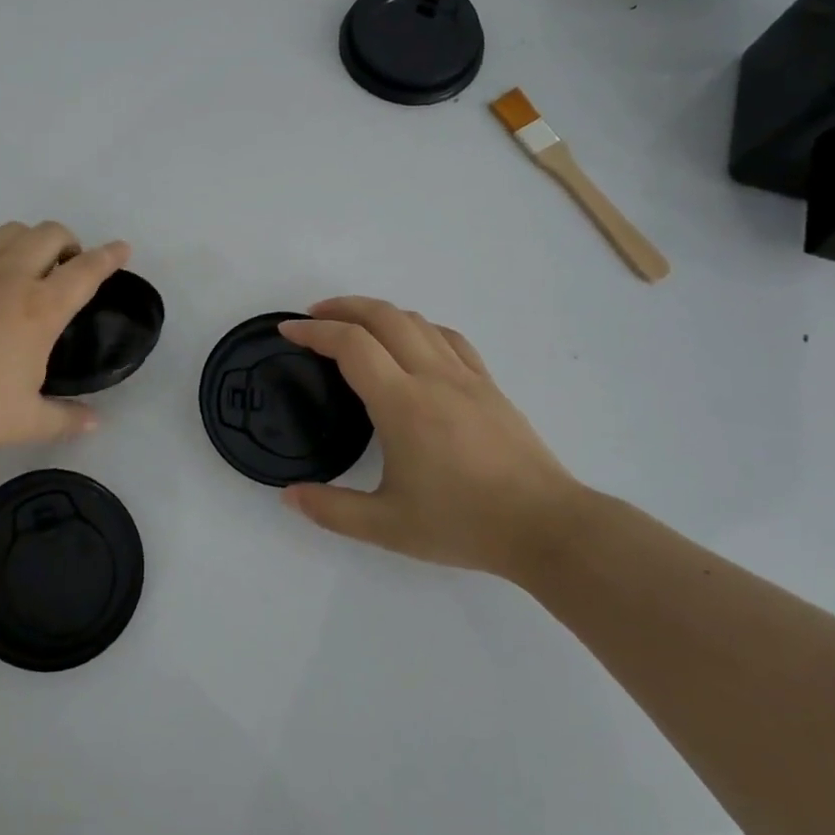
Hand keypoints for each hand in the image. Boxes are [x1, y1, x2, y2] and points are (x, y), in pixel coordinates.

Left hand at [0, 222, 130, 450]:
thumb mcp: (21, 423)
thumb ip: (64, 420)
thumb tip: (95, 423)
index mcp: (39, 309)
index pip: (87, 271)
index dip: (110, 256)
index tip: (123, 248)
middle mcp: (11, 275)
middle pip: (51, 233)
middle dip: (71, 241)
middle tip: (69, 267)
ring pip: (13, 231)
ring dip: (32, 241)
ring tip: (28, 269)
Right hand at [277, 298, 586, 577]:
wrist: (546, 527)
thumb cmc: (464, 523)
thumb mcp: (387, 527)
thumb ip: (332, 510)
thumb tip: (289, 496)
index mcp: (402, 403)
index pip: (351, 345)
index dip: (314, 331)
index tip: (288, 329)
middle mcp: (432, 377)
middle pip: (383, 316)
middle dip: (342, 307)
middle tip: (313, 316)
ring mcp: (466, 377)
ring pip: (417, 321)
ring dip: (379, 312)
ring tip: (355, 325)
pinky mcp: (489, 386)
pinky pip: (449, 338)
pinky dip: (418, 328)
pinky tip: (413, 343)